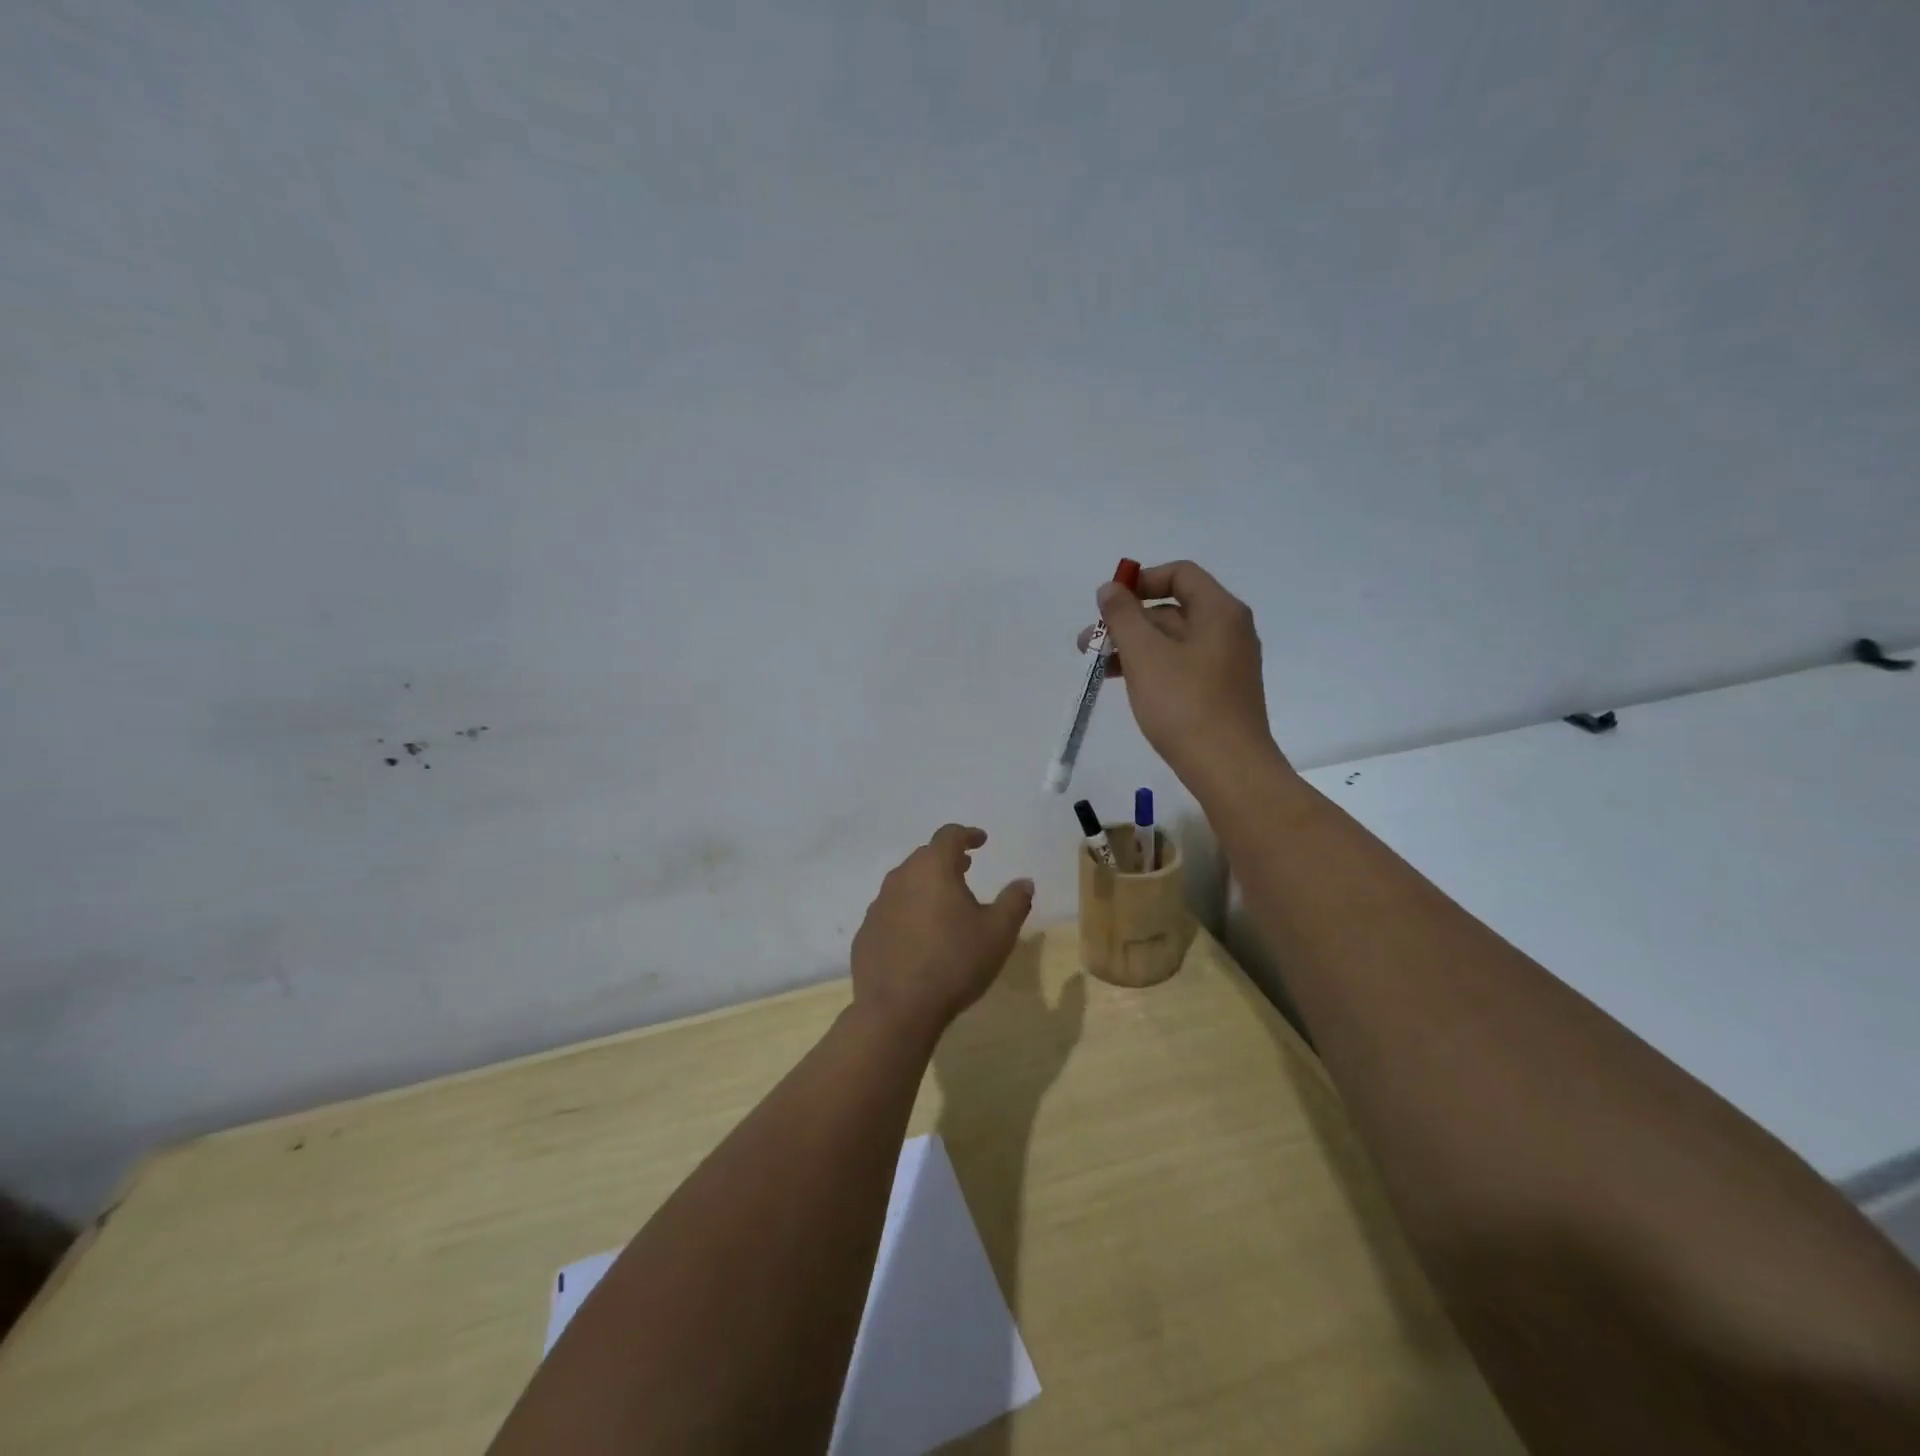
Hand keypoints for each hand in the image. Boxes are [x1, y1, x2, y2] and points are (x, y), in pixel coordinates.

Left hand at [850, 825, 1034, 1041]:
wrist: (897, 1010)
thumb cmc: (954, 963)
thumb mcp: (998, 933)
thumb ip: (1014, 902)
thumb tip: (1024, 882)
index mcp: (933, 869)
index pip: (949, 836)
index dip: (967, 835)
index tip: (981, 841)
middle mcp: (901, 878)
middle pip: (924, 857)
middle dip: (946, 859)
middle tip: (965, 868)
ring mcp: (878, 906)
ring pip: (905, 883)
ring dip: (925, 885)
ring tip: (943, 902)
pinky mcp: (866, 933)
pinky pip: (891, 911)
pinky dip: (907, 912)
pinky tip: (918, 936)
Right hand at [1078, 560, 1286, 789]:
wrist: (1228, 768)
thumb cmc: (1184, 704)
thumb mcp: (1144, 655)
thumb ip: (1123, 616)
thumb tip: (1110, 588)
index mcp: (1219, 611)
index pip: (1180, 574)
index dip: (1141, 581)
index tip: (1108, 603)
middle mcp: (1229, 630)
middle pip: (1173, 609)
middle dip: (1127, 622)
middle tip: (1088, 644)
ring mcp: (1227, 663)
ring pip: (1173, 642)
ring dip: (1133, 648)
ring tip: (1097, 669)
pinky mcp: (1220, 692)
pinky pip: (1181, 666)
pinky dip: (1151, 669)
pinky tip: (1126, 687)